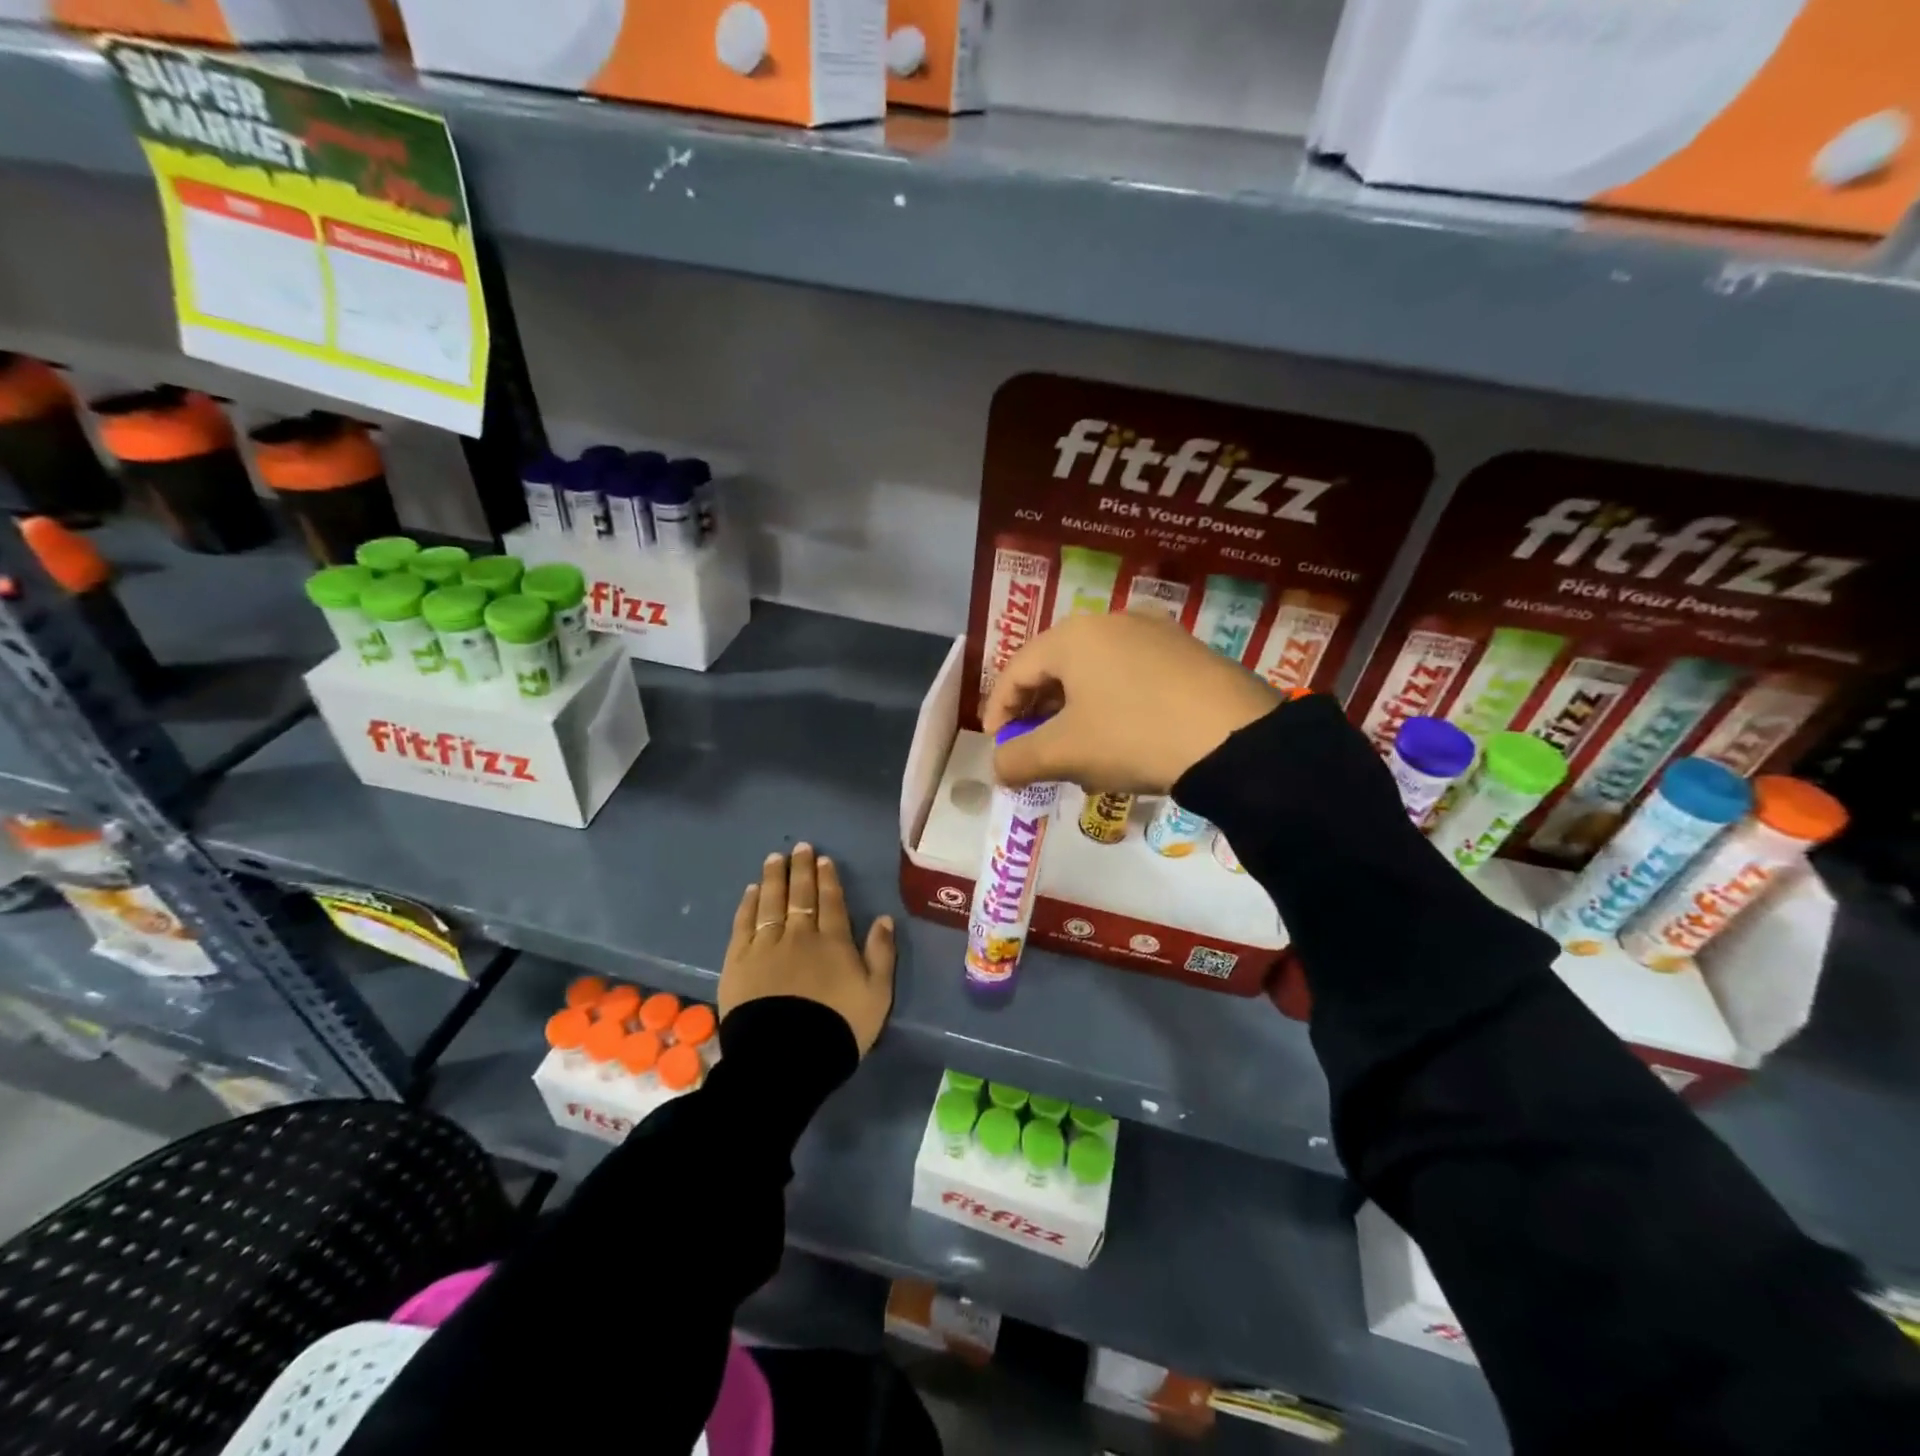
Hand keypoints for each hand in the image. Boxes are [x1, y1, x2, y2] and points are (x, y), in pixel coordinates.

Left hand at [720, 843, 895, 1055]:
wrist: (786, 1058)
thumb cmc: (838, 1027)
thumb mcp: (876, 995)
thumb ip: (881, 954)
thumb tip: (884, 918)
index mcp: (833, 942)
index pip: (831, 902)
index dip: (828, 879)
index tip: (823, 859)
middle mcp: (799, 935)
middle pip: (800, 895)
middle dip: (801, 869)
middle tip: (799, 848)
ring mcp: (766, 946)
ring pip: (770, 902)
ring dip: (774, 878)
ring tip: (774, 859)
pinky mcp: (738, 961)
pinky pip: (743, 924)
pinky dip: (748, 904)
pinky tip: (751, 891)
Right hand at [984, 613, 1280, 792]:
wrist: (1236, 739)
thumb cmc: (1133, 736)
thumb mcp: (1065, 753)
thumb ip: (1018, 759)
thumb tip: (999, 766)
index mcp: (1073, 636)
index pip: (1016, 670)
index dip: (999, 710)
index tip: (997, 746)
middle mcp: (1111, 621)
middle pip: (1056, 667)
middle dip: (1038, 712)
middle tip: (1033, 748)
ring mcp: (1155, 633)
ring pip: (1095, 673)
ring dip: (1075, 711)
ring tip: (1077, 749)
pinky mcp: (1187, 653)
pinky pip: (1131, 676)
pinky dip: (1112, 705)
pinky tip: (1122, 738)